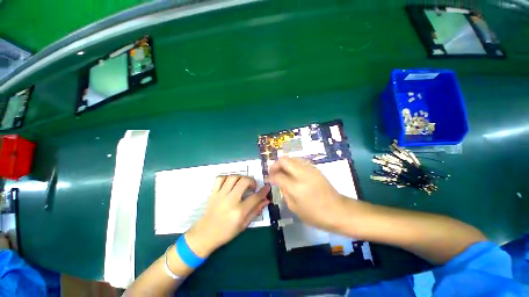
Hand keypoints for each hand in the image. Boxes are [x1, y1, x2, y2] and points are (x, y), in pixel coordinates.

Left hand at [186, 175, 269, 256]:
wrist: (205, 234)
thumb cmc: (226, 232)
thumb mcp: (244, 225)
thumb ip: (255, 211)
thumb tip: (266, 201)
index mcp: (239, 212)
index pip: (255, 197)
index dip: (263, 191)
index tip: (267, 187)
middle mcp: (230, 200)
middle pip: (244, 182)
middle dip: (252, 181)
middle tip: (253, 187)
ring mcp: (220, 195)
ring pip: (233, 177)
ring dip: (241, 178)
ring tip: (243, 183)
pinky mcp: (213, 193)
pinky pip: (220, 179)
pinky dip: (227, 178)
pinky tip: (230, 183)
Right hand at [268, 158, 348, 231]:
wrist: (338, 211)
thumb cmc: (315, 215)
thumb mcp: (294, 207)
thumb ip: (284, 192)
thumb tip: (278, 182)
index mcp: (296, 187)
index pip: (278, 175)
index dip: (270, 176)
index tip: (267, 179)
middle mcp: (302, 174)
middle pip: (284, 160)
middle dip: (276, 165)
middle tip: (273, 172)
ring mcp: (310, 169)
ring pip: (292, 158)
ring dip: (284, 164)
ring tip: (283, 172)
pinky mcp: (315, 168)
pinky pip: (299, 161)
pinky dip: (292, 164)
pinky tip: (293, 173)